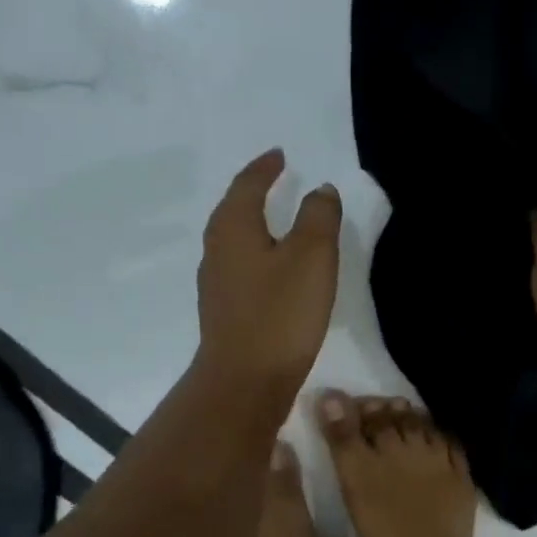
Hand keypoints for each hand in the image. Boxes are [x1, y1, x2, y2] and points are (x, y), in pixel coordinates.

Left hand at [196, 149, 341, 399]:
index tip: (279, 155)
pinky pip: (239, 267)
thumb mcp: (311, 257)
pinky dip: (255, 254)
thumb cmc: (280, 314)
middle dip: (253, 192)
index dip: (264, 168)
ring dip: (252, 224)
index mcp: (233, 228)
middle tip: (274, 180)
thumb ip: (318, 217)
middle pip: (232, 210)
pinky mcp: (224, 312)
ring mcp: (216, 284)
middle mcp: (216, 251)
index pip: (247, 185)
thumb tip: (320, 190)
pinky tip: (271, 269)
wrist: (245, 381)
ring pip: (233, 240)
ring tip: (276, 220)